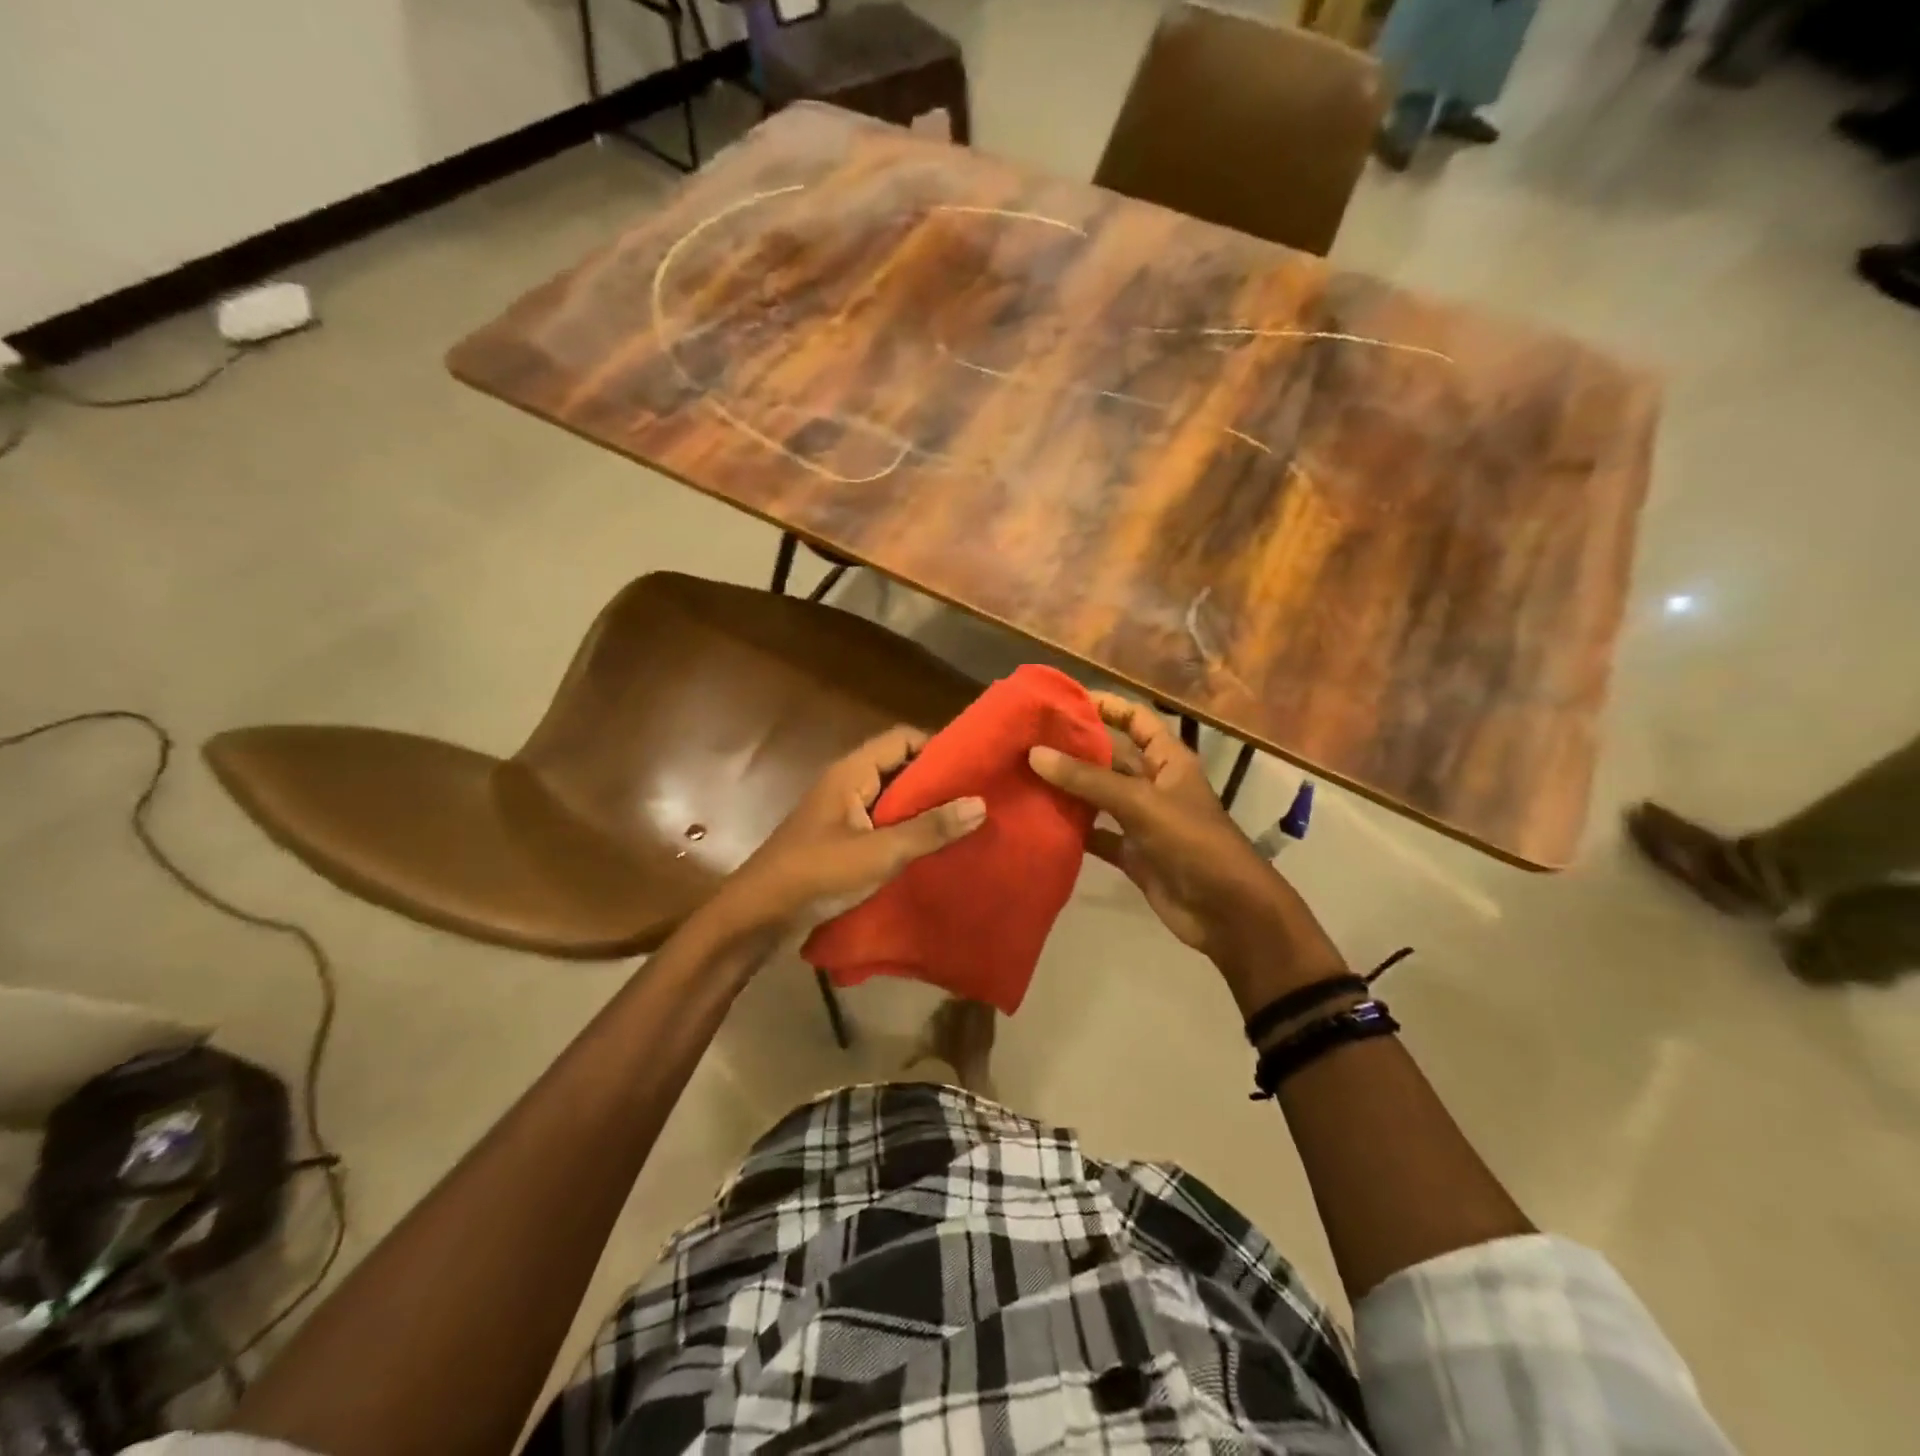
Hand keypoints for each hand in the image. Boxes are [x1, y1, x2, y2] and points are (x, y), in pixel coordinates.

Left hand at [712, 726, 985, 938]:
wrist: (758, 915)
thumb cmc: (816, 873)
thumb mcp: (879, 853)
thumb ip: (929, 829)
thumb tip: (981, 803)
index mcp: (852, 773)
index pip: (902, 738)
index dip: (938, 746)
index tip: (974, 766)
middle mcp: (848, 784)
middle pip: (900, 766)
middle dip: (937, 780)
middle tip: (979, 797)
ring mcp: (843, 813)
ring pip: (892, 798)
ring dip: (923, 809)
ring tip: (965, 823)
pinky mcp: (841, 840)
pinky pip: (882, 823)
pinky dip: (907, 830)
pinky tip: (933, 849)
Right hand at [1028, 694, 1344, 1010]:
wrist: (1227, 912)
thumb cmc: (1193, 843)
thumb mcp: (1140, 803)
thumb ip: (1088, 779)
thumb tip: (1035, 753)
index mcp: (1168, 760)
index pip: (1136, 719)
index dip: (1105, 705)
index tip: (1062, 700)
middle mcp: (1154, 785)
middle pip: (1111, 757)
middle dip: (1075, 747)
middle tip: (1028, 739)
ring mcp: (1143, 821)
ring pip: (1099, 796)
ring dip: (1069, 788)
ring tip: (1024, 775)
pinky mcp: (1133, 854)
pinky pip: (1098, 835)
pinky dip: (1074, 830)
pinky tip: (1040, 822)